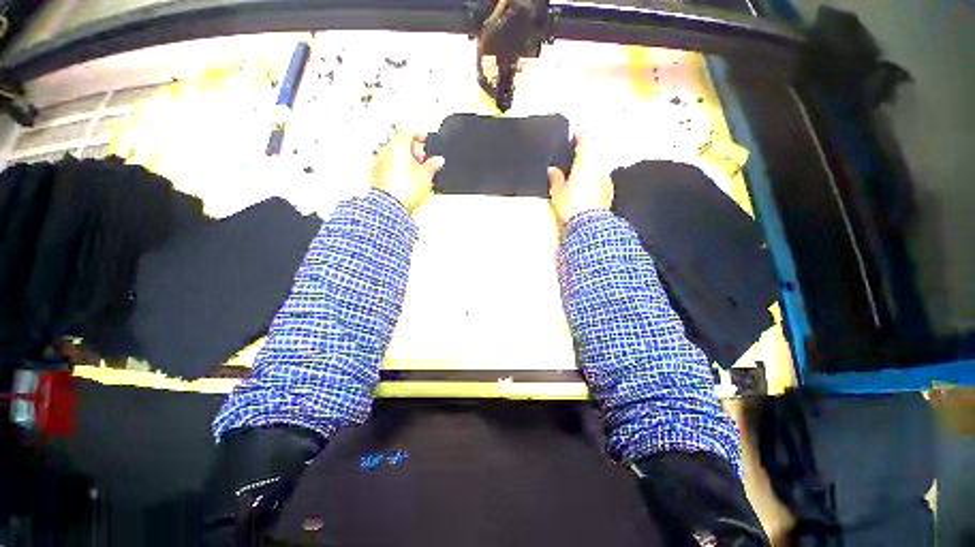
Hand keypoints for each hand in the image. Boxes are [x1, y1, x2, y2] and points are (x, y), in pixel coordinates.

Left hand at [371, 131, 444, 211]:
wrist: (391, 205)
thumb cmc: (405, 189)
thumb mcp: (426, 176)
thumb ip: (433, 165)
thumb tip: (438, 161)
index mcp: (398, 145)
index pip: (409, 131)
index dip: (419, 134)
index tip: (424, 138)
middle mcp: (385, 151)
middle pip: (399, 143)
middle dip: (411, 149)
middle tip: (422, 159)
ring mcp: (377, 162)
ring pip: (392, 155)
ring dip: (403, 159)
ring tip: (414, 171)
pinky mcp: (374, 175)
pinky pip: (386, 166)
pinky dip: (395, 168)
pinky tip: (404, 178)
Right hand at [547, 132, 613, 224]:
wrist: (588, 224)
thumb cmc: (572, 206)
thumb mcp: (558, 192)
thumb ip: (555, 178)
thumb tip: (552, 170)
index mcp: (584, 163)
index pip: (584, 141)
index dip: (579, 135)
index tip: (576, 132)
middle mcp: (598, 168)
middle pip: (592, 155)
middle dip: (584, 156)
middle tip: (574, 159)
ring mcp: (605, 179)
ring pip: (597, 168)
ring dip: (590, 170)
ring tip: (580, 178)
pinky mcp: (609, 191)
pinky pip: (601, 180)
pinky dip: (595, 181)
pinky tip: (587, 190)